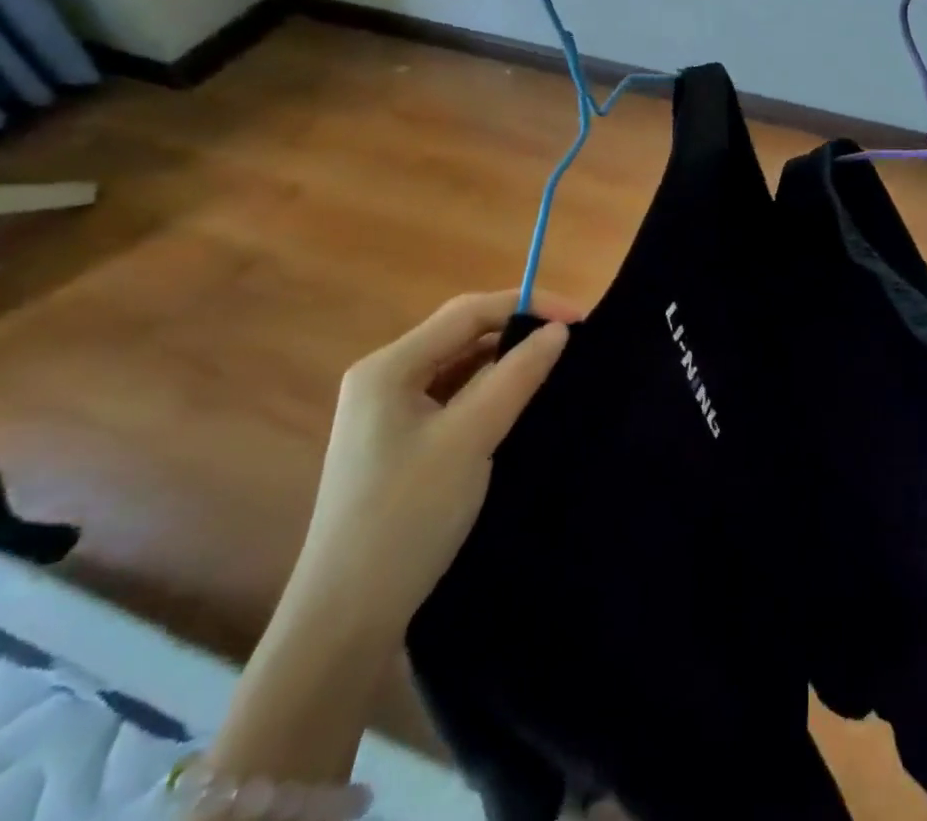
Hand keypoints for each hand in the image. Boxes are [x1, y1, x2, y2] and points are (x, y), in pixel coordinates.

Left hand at [285, 290, 581, 643]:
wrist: (345, 622)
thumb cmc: (406, 518)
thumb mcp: (470, 439)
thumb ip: (517, 376)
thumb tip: (559, 330)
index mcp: (388, 368)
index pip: (469, 312)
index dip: (528, 305)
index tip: (581, 318)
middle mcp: (383, 380)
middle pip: (462, 334)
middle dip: (517, 329)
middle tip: (571, 340)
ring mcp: (388, 415)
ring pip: (459, 366)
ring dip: (505, 361)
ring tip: (553, 365)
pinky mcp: (400, 445)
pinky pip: (453, 398)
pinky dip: (489, 391)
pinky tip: (518, 403)